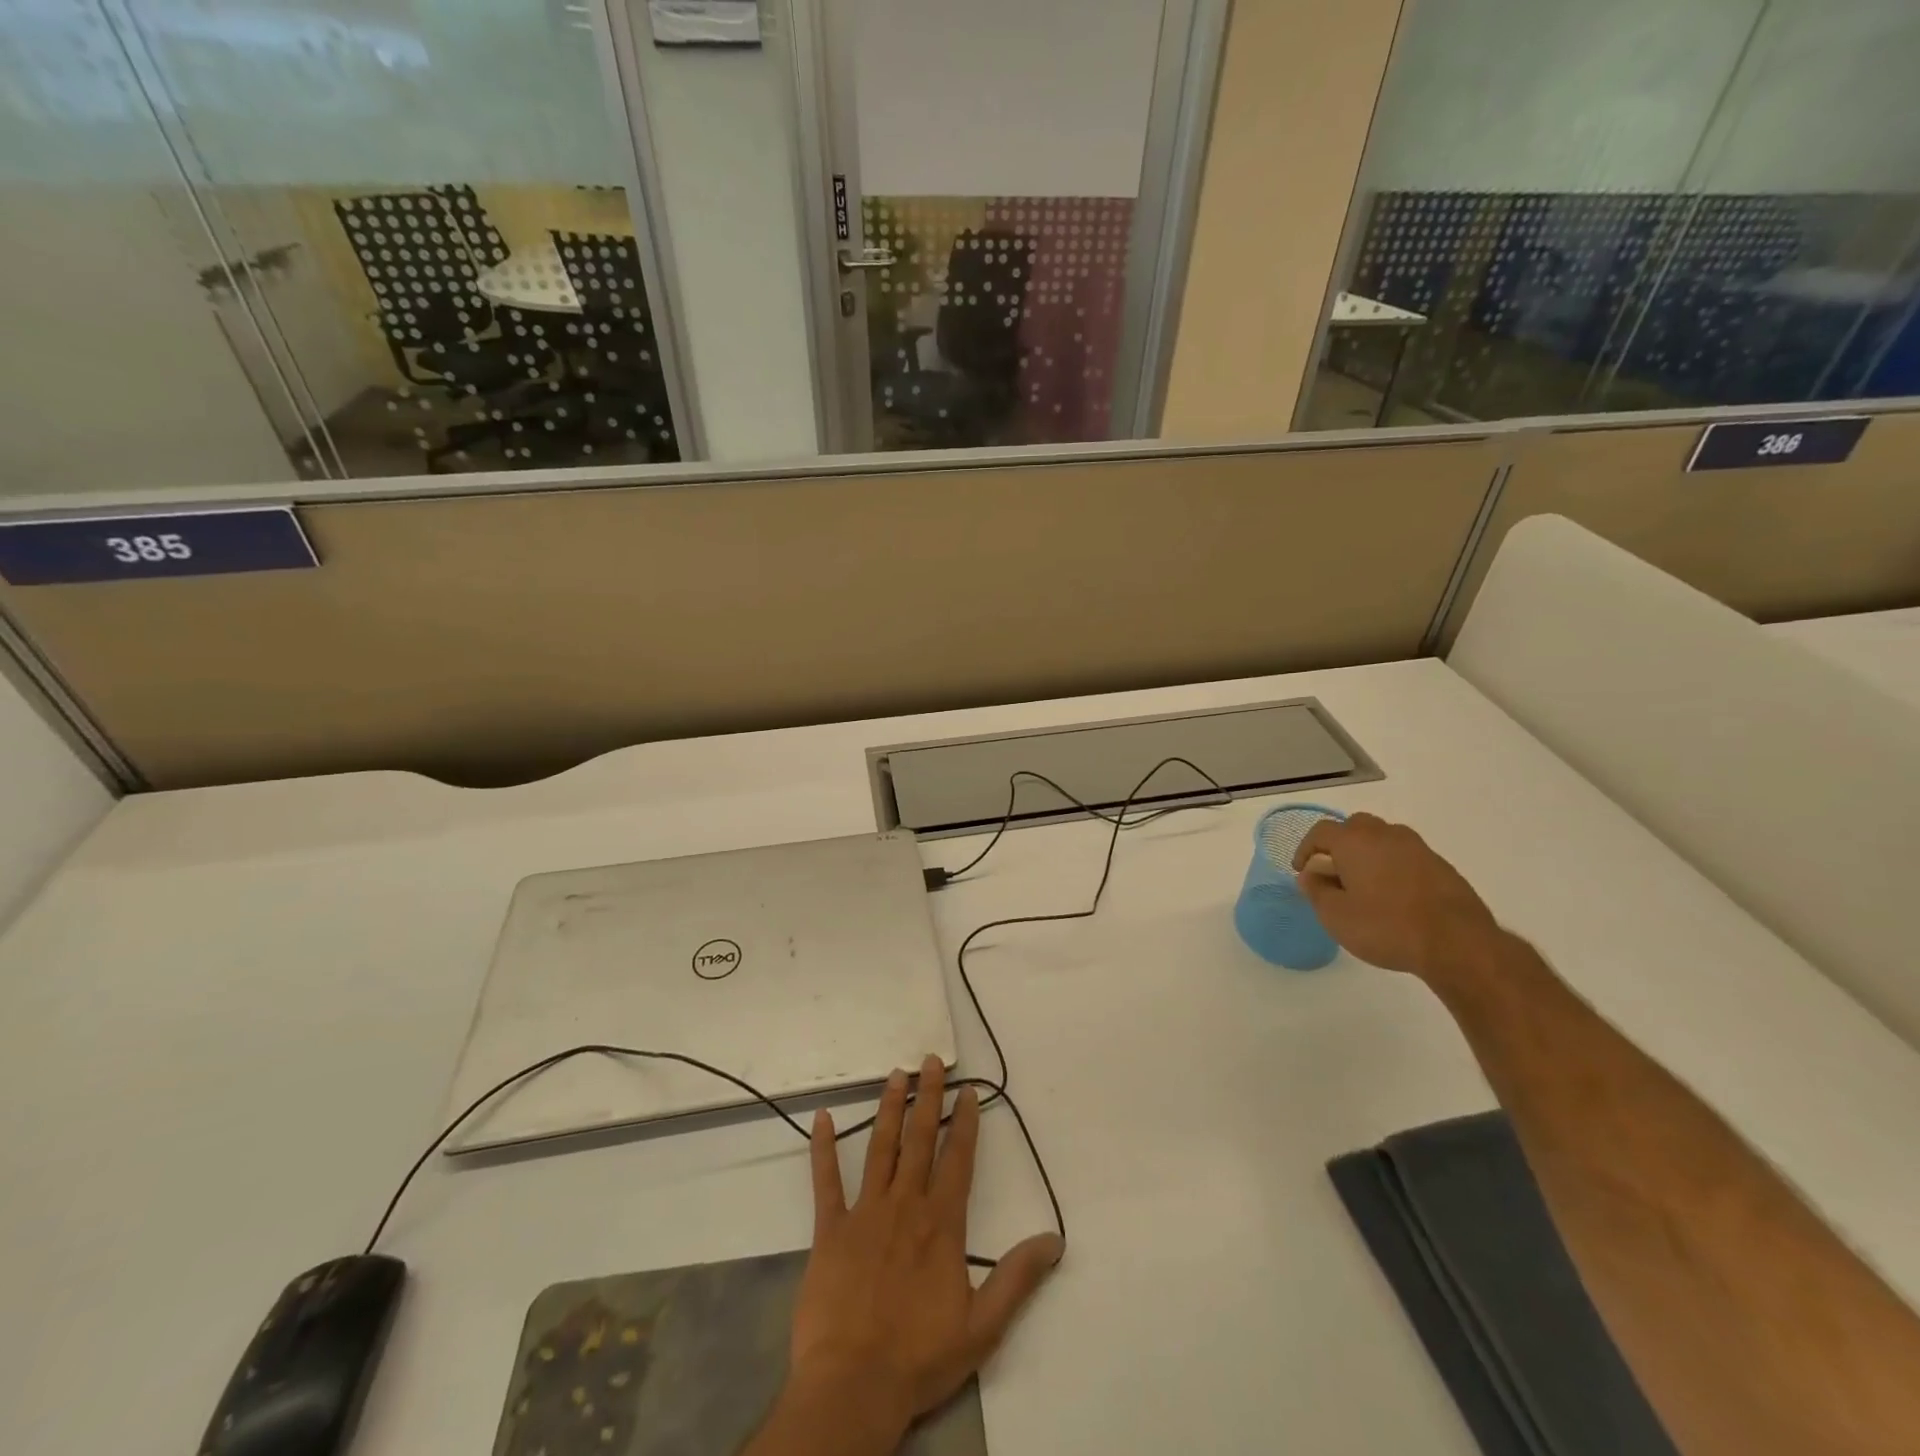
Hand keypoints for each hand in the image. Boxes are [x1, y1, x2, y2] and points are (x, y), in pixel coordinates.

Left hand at [789, 1056, 1063, 1441]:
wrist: (854, 1386)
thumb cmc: (920, 1357)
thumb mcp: (983, 1326)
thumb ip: (1017, 1278)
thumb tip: (1053, 1239)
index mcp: (941, 1224)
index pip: (958, 1160)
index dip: (965, 1122)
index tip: (968, 1090)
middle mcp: (905, 1205)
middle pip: (920, 1140)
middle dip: (928, 1098)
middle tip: (930, 1061)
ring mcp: (865, 1213)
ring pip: (880, 1148)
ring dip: (889, 1109)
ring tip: (895, 1075)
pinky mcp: (830, 1229)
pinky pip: (826, 1181)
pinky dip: (823, 1148)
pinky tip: (821, 1118)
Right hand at [1291, 812, 1500, 982]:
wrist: (1458, 944)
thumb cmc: (1386, 927)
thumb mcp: (1336, 916)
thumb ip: (1316, 891)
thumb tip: (1310, 875)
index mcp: (1354, 842)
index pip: (1321, 832)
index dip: (1306, 849)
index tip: (1303, 871)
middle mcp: (1385, 834)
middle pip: (1355, 827)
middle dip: (1340, 845)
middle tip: (1336, 873)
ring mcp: (1418, 848)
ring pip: (1384, 839)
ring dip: (1370, 854)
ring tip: (1367, 884)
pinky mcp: (1441, 866)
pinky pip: (1407, 856)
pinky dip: (1394, 867)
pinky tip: (1396, 896)